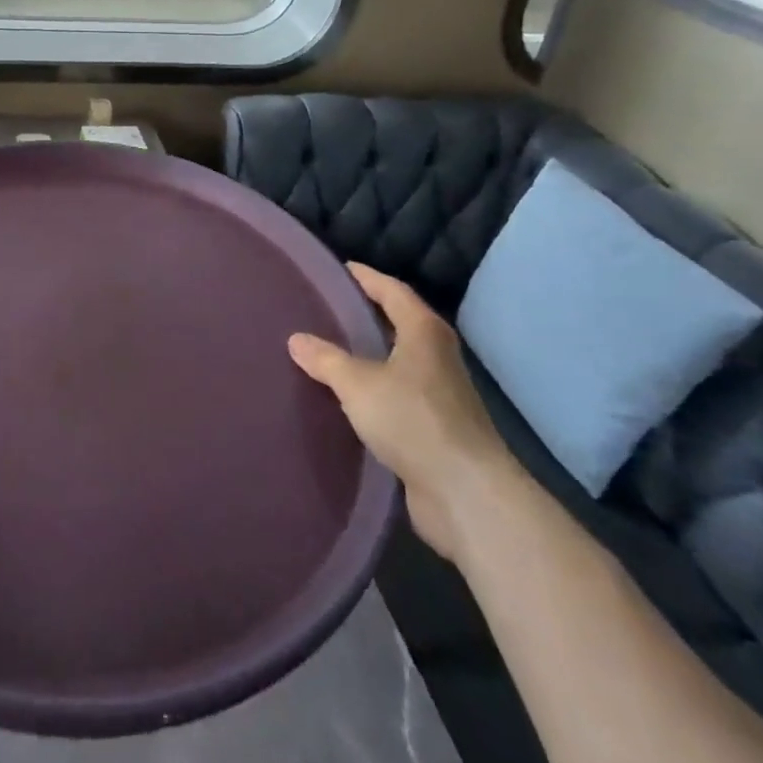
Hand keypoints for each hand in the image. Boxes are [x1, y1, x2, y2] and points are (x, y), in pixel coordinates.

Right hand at [288, 263, 517, 561]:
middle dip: (369, 315)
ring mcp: (440, 395)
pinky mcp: (436, 429)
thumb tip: (295, 339)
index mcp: (424, 332)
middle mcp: (437, 357)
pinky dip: (375, 391)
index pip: (393, 291)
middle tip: (329, 307)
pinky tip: (349, 399)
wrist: (466, 494)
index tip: (342, 268)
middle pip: (400, 324)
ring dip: (371, 356)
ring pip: (399, 363)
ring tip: (332, 350)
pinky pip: (398, 396)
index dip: (367, 277)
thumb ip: (326, 360)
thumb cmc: (413, 420)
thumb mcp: (358, 384)